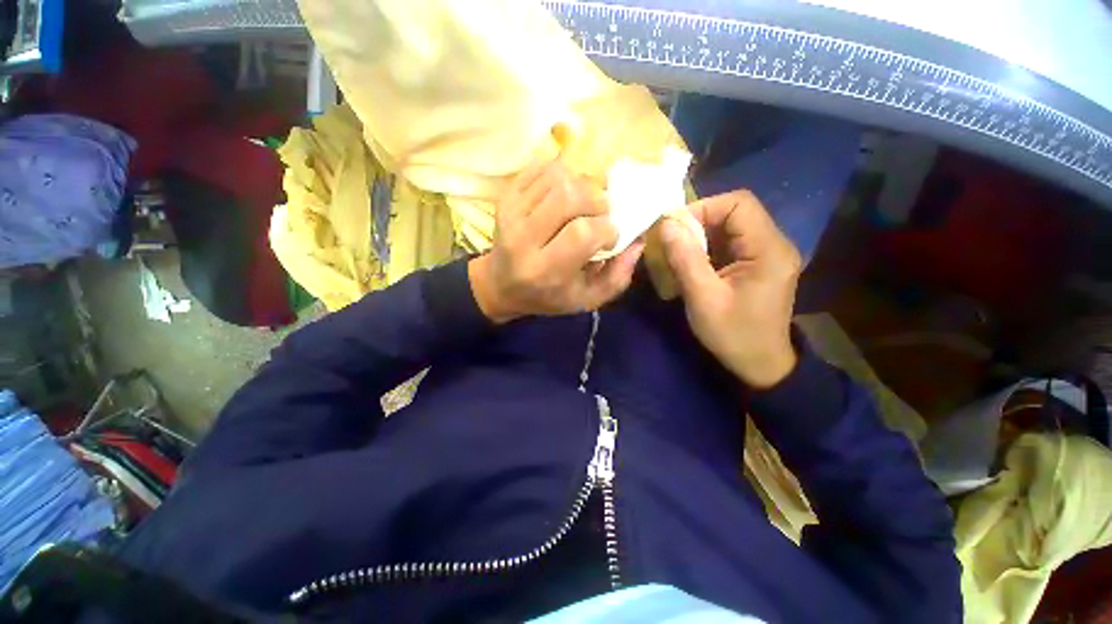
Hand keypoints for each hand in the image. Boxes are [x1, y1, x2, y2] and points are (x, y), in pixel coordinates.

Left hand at [469, 160, 645, 322]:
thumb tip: (638, 240)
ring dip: (582, 186)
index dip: (606, 229)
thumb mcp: (586, 299)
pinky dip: (564, 174)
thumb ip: (617, 277)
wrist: (500, 284)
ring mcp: (511, 212)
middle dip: (597, 201)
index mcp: (544, 270)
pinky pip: (543, 168)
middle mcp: (523, 238)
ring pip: (559, 177)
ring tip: (583, 205)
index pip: (582, 233)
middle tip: (600, 214)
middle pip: (569, 197)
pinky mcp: (506, 195)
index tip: (610, 236)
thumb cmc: (547, 296)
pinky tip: (566, 194)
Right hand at [659, 190, 801, 388]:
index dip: (704, 208)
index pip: (739, 204)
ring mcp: (768, 254)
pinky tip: (692, 263)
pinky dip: (708, 247)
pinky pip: (731, 243)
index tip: (674, 228)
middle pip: (736, 212)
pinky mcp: (758, 264)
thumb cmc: (733, 335)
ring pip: (731, 227)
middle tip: (672, 242)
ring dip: (701, 235)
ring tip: (678, 253)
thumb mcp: (703, 298)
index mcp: (769, 250)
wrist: (760, 364)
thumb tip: (666, 224)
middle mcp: (774, 244)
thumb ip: (685, 259)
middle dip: (699, 222)